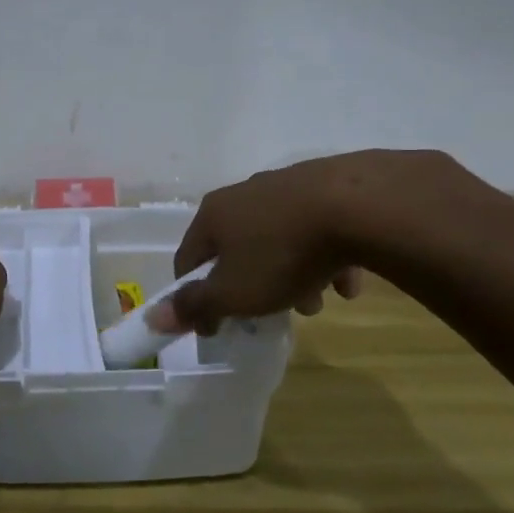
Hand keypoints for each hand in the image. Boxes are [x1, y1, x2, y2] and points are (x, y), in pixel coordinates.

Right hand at [150, 150, 476, 334]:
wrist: (359, 206)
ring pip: (279, 240)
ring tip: (318, 301)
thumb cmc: (282, 254)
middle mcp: (244, 193)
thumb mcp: (234, 292)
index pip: (188, 259)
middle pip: (237, 250)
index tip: (216, 326)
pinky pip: (318, 229)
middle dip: (253, 286)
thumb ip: (194, 305)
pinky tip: (348, 281)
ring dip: (292, 275)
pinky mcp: (328, 186)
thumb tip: (154, 318)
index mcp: (213, 215)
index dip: (196, 297)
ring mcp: (286, 186)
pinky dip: (326, 257)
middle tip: (273, 313)